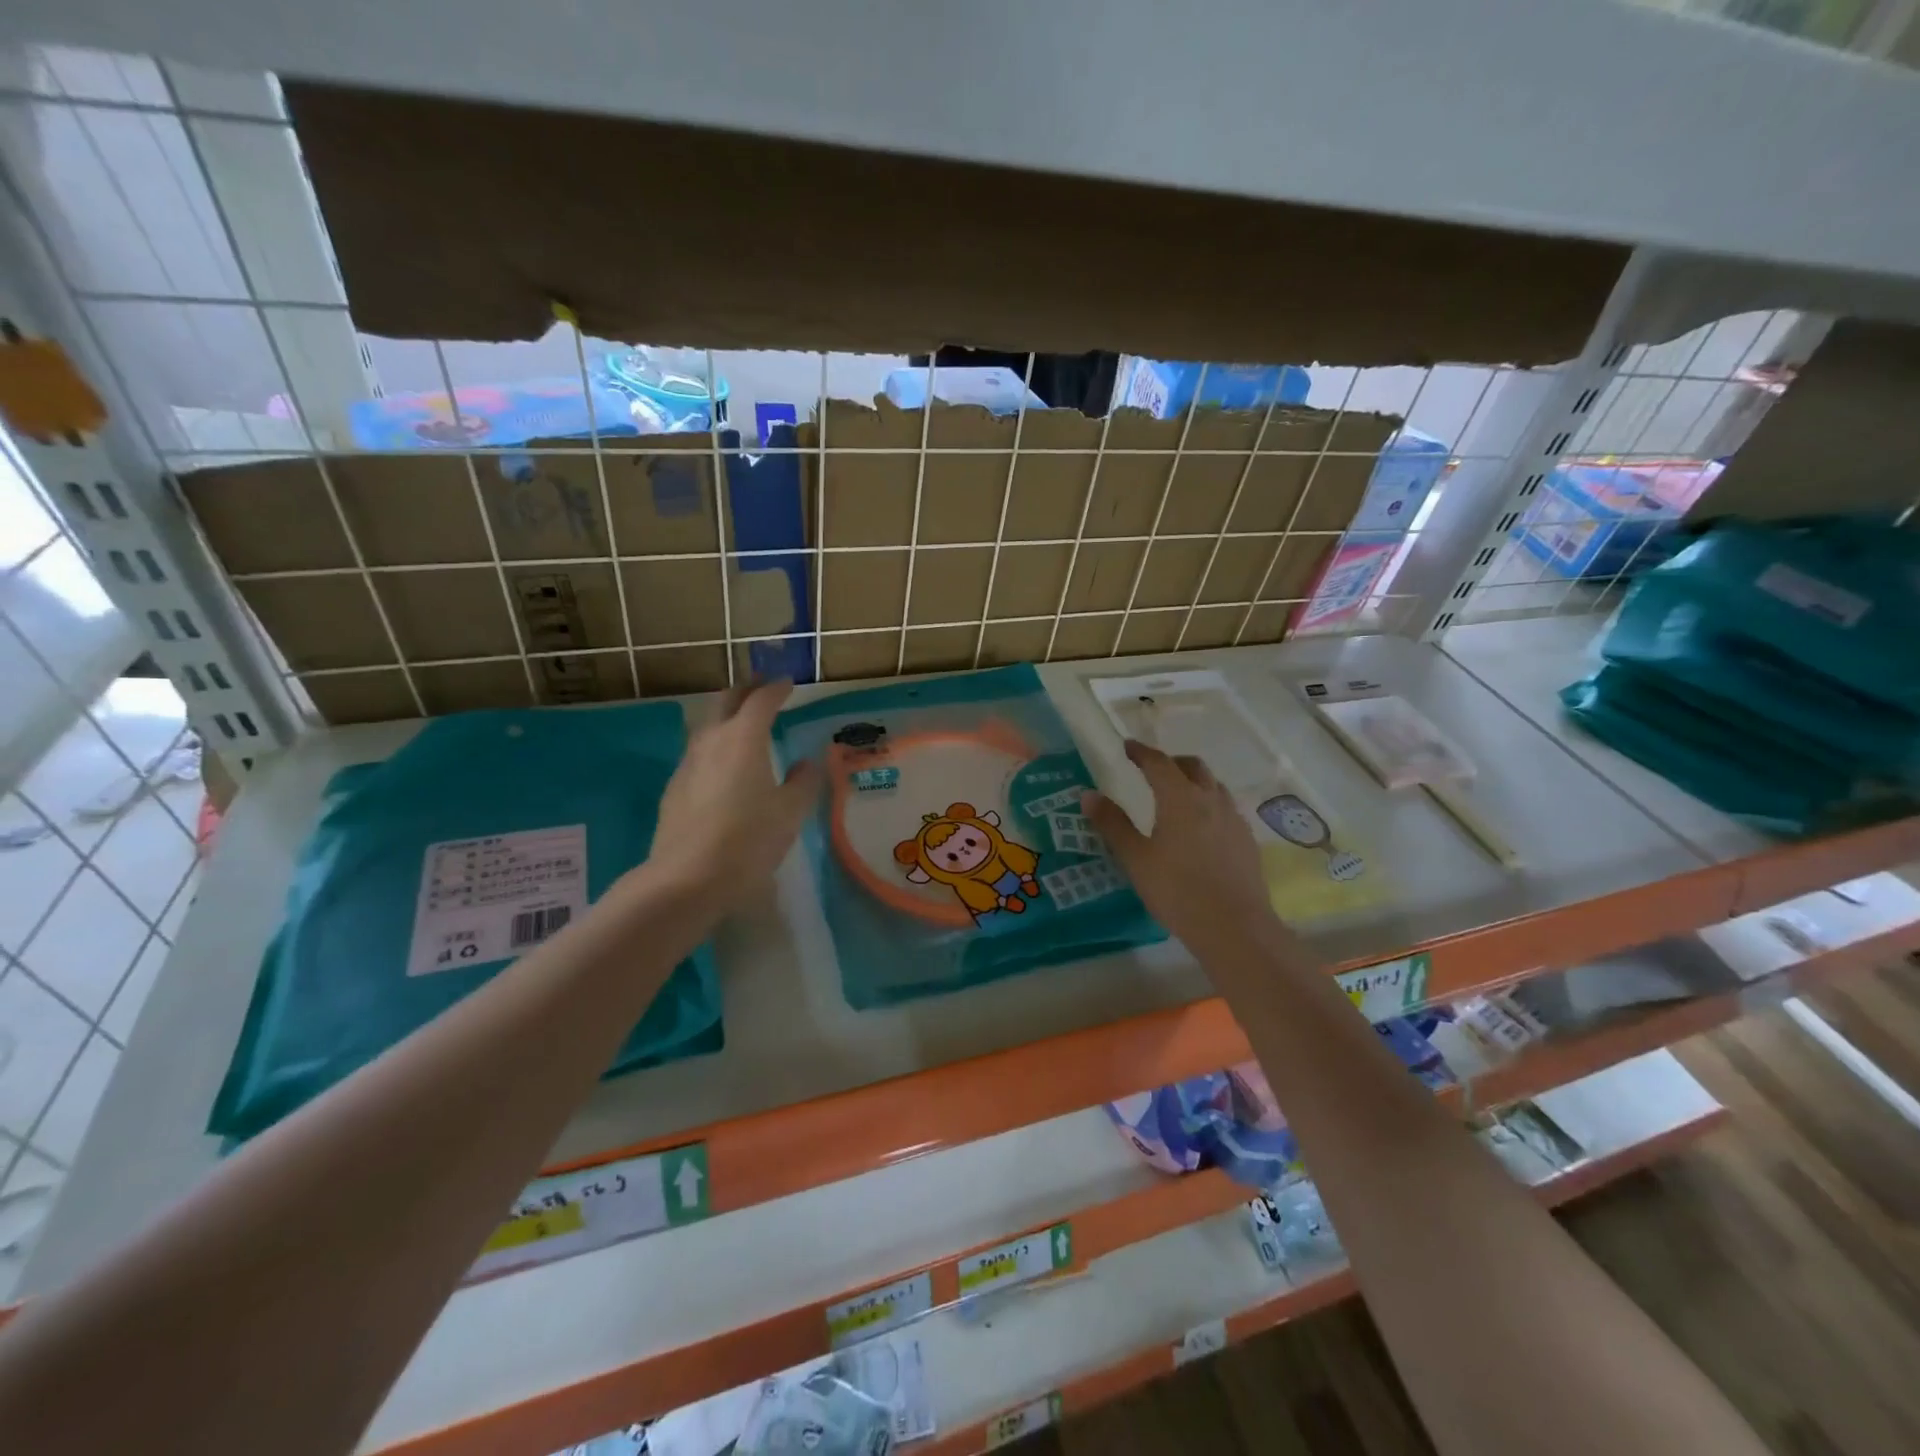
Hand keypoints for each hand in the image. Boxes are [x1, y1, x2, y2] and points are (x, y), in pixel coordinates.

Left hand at [645, 679, 820, 907]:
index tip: (788, 684)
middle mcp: (711, 741)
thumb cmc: (748, 840)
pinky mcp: (674, 788)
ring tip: (745, 727)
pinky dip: (715, 747)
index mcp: (744, 738)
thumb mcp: (790, 813)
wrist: (687, 878)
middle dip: (746, 691)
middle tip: (763, 690)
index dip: (776, 688)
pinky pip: (698, 754)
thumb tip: (805, 764)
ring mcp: (687, 764)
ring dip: (727, 718)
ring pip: (708, 726)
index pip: (761, 700)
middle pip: (726, 701)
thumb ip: (803, 782)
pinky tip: (724, 768)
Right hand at [1084, 739, 1279, 962]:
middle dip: (1171, 762)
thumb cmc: (1177, 890)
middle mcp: (1210, 800)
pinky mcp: (1247, 841)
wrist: (1234, 927)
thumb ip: (1112, 824)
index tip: (1127, 747)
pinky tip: (1202, 829)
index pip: (1158, 763)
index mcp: (1180, 798)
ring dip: (1194, 782)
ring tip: (1178, 797)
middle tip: (1153, 771)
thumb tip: (1088, 795)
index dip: (1141, 752)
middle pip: (1192, 766)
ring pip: (1213, 786)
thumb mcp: (1135, 859)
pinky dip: (1209, 805)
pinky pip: (1226, 809)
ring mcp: (1234, 819)